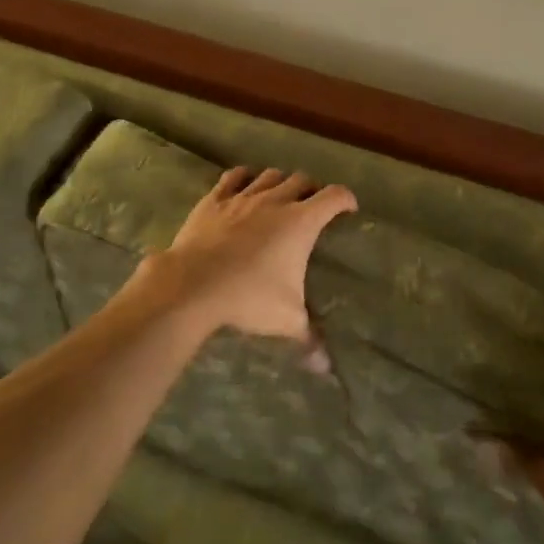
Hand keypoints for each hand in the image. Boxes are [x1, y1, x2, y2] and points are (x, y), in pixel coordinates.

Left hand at [135, 167, 357, 339]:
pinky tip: (244, 184)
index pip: (333, 197)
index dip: (345, 199)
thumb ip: (309, 338)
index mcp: (301, 222)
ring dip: (280, 182)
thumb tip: (326, 368)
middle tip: (313, 206)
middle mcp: (275, 201)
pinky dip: (243, 177)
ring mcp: (243, 196)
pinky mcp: (215, 199)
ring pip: (269, 175)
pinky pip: (233, 177)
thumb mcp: (286, 320)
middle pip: (302, 180)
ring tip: (280, 195)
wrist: (194, 284)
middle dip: (312, 190)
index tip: (349, 208)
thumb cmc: (249, 297)